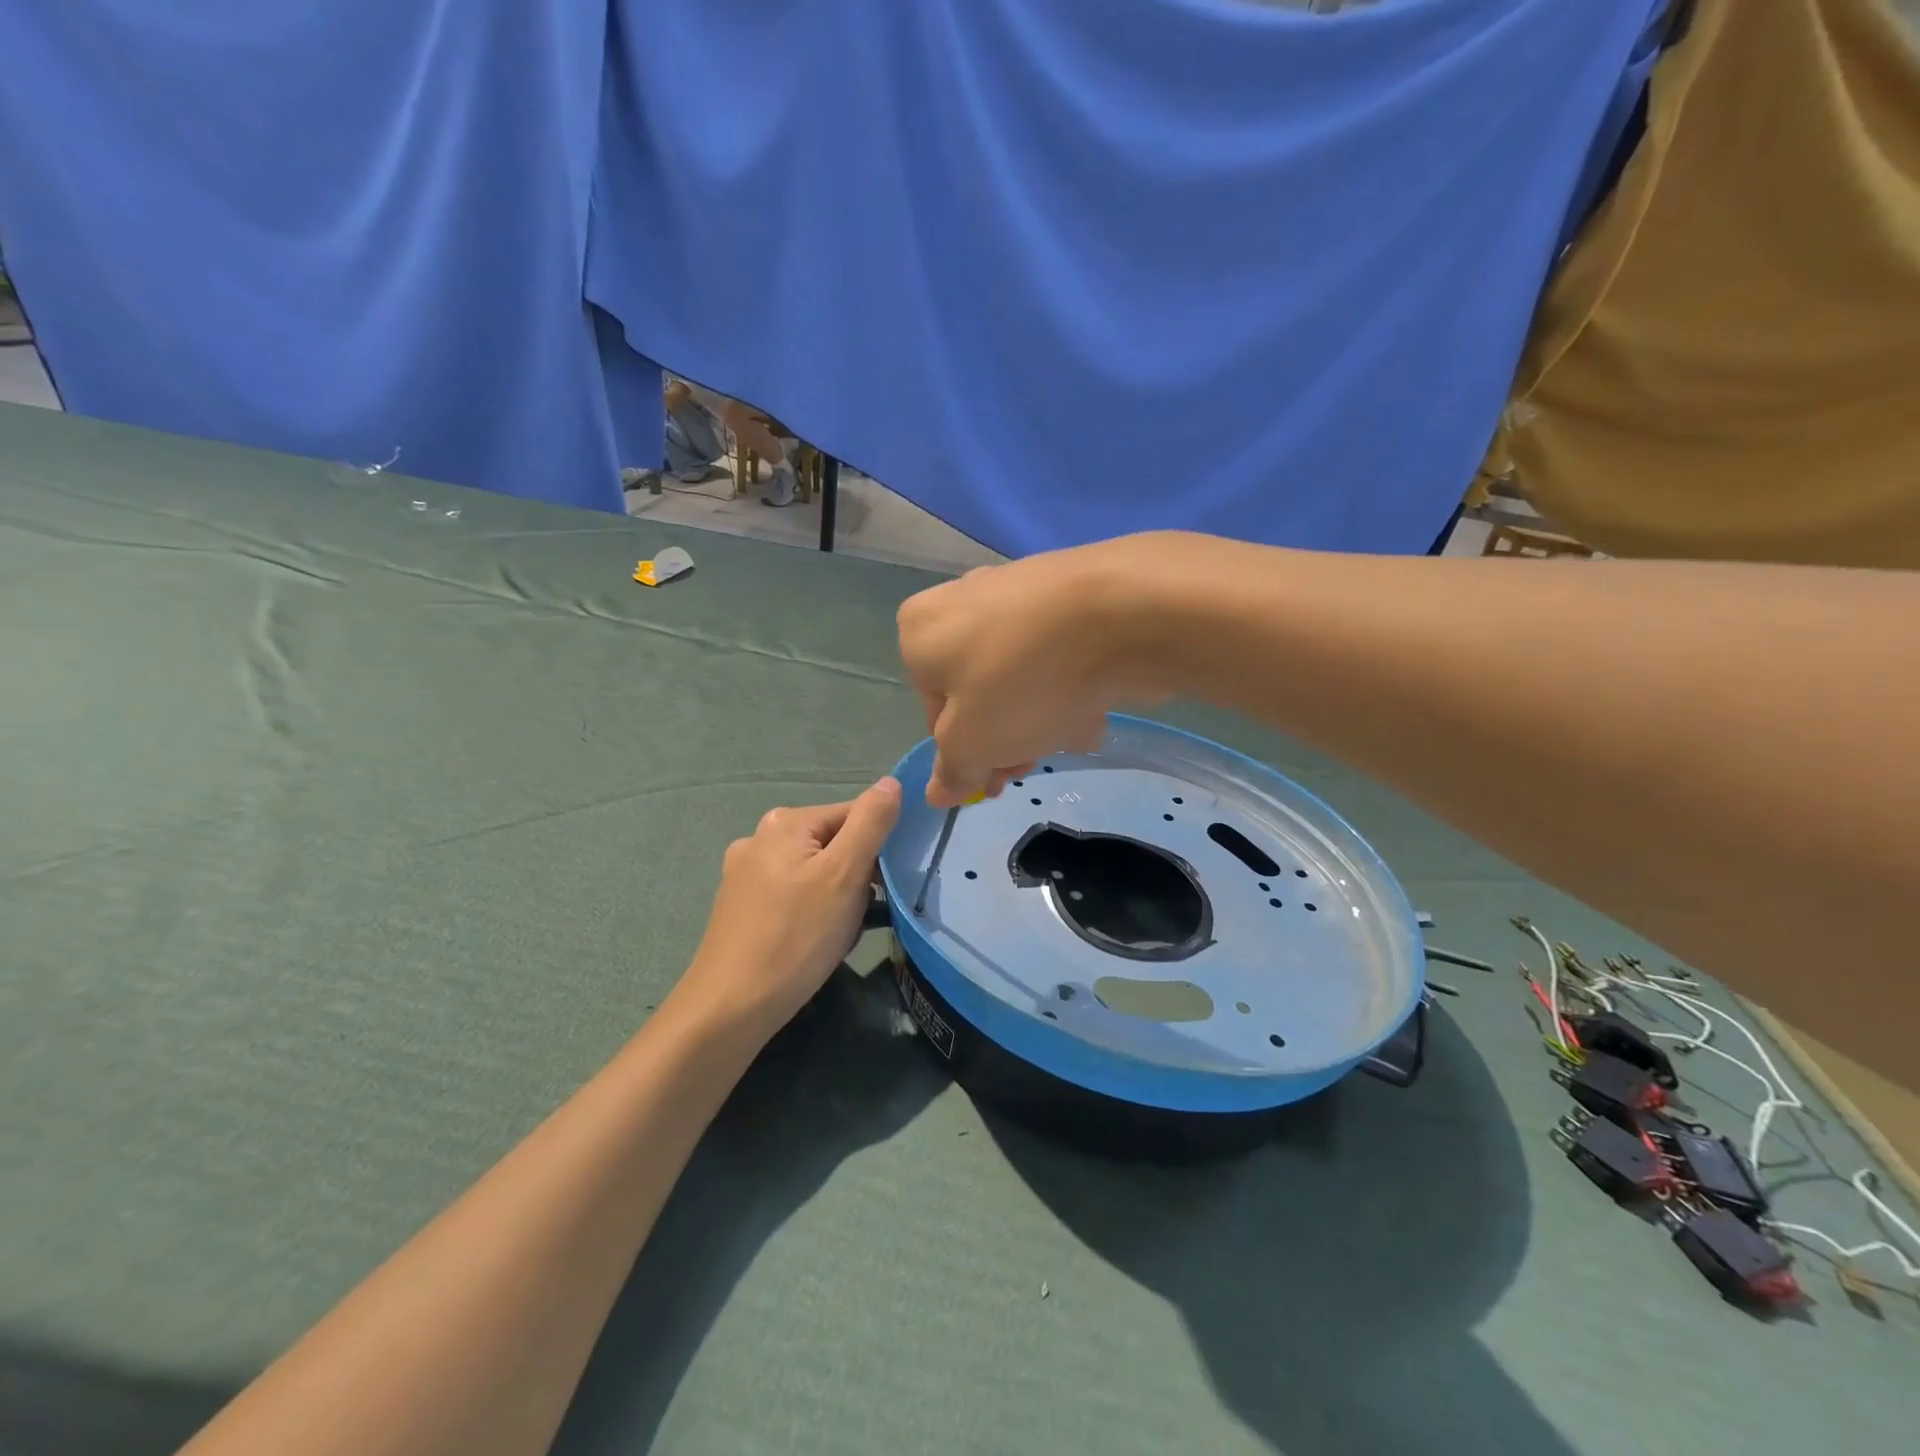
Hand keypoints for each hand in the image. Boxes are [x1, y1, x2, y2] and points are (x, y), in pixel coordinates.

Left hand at [676, 778, 902, 1039]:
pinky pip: (793, 893)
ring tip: (837, 933)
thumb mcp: (845, 875)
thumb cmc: (796, 937)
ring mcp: (745, 872)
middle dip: (856, 875)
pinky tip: (811, 941)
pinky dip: (811, 911)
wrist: (730, 1008)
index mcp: (786, 821)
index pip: (854, 814)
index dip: (878, 848)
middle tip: (857, 914)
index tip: (882, 887)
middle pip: (833, 842)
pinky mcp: (740, 905)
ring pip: (815, 871)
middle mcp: (760, 837)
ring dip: (837, 896)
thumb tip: (892, 781)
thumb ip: (871, 823)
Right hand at [897, 538, 1168, 806]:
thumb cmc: (1023, 681)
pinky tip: (1099, 703)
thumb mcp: (973, 744)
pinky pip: (1058, 651)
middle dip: (1007, 737)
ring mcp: (1017, 590)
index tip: (996, 781)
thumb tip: (937, 792)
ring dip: (1044, 716)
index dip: (965, 755)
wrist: (1122, 611)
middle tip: (1035, 762)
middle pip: (979, 692)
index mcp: (920, 632)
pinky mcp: (1067, 590)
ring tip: (1077, 732)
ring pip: (1021, 675)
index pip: (933, 713)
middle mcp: (960, 602)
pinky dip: (1072, 681)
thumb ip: (953, 771)